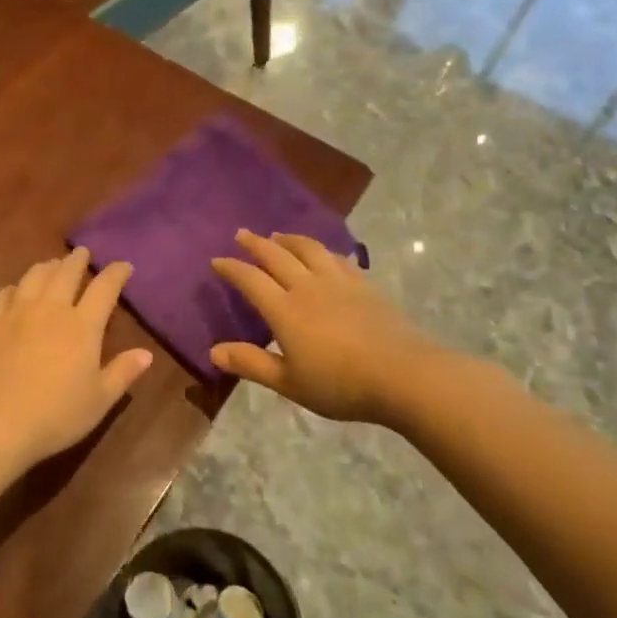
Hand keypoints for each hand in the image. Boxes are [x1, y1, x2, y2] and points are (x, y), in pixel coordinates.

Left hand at [0, 247, 153, 470]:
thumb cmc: (55, 415)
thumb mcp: (99, 400)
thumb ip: (123, 373)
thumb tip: (146, 354)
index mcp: (83, 326)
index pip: (104, 288)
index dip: (116, 273)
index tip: (123, 266)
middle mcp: (51, 309)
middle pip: (66, 273)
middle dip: (78, 260)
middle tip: (83, 253)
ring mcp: (17, 312)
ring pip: (35, 276)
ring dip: (48, 266)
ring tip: (53, 264)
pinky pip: (4, 293)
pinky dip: (16, 287)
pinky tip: (16, 290)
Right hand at [210, 230, 451, 423]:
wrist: (403, 374)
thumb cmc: (340, 383)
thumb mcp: (289, 383)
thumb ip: (252, 364)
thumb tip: (213, 351)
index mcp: (284, 309)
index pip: (251, 279)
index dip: (232, 268)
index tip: (217, 260)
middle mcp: (307, 287)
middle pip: (276, 255)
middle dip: (256, 243)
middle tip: (241, 234)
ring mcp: (338, 282)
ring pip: (308, 249)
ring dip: (289, 239)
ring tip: (278, 235)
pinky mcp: (364, 285)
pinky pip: (337, 259)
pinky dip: (322, 251)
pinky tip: (323, 254)